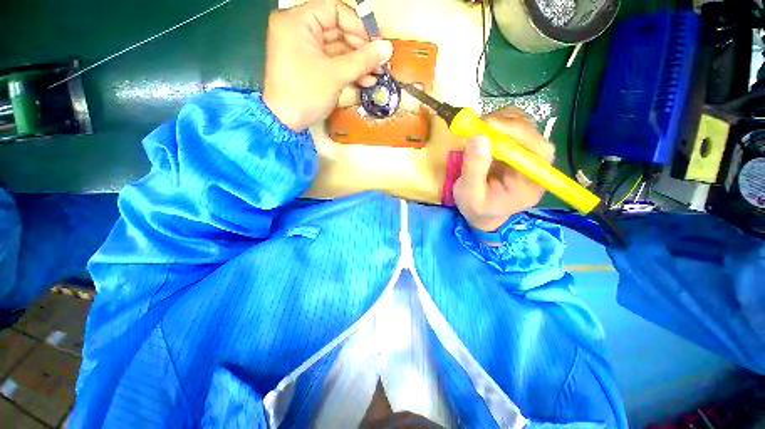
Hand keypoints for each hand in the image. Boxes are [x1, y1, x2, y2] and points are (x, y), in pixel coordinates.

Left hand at [263, 0, 393, 131]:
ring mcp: (304, 47)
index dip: (359, 26)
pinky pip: (332, 61)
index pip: (335, 10)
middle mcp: (299, 28)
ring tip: (377, 75)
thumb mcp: (336, 75)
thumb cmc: (306, 94)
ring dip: (359, 62)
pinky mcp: (309, 64)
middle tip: (380, 63)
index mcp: (297, 20)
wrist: (286, 122)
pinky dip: (348, 70)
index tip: (376, 46)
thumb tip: (388, 48)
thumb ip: (363, 60)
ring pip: (338, 48)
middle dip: (361, 48)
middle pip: (338, 29)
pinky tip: (366, 80)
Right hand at [454, 107, 554, 232]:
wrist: (482, 214)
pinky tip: (484, 131)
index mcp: (530, 183)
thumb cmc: (476, 208)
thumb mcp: (469, 194)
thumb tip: (478, 137)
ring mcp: (527, 156)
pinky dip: (499, 123)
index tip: (489, 124)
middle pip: (534, 134)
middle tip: (479, 124)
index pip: (537, 151)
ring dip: (502, 120)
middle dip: (507, 124)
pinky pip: (514, 128)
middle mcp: (535, 167)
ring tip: (479, 128)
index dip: (517, 132)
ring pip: (526, 126)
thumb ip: (474, 169)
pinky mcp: (517, 150)